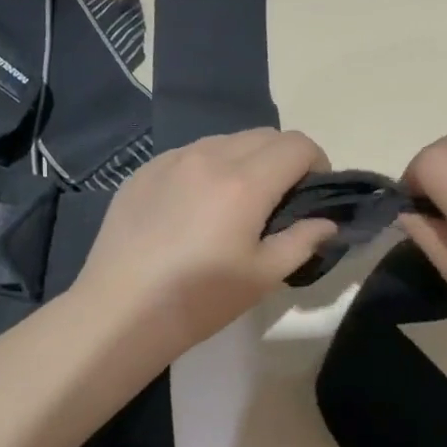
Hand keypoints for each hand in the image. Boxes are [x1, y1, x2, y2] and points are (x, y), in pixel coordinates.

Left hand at [74, 128, 335, 361]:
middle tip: (280, 198)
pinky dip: (208, 166)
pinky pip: (189, 153)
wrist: (121, 310)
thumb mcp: (263, 277)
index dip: (317, 162)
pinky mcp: (144, 170)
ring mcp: (172, 160)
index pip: (297, 145)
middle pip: (264, 135)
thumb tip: (326, 222)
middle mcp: (209, 157)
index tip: (313, 192)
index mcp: (245, 183)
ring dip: (246, 158)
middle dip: (284, 158)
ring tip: (237, 199)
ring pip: (226, 140)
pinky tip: (196, 204)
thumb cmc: (200, 299)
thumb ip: (302, 241)